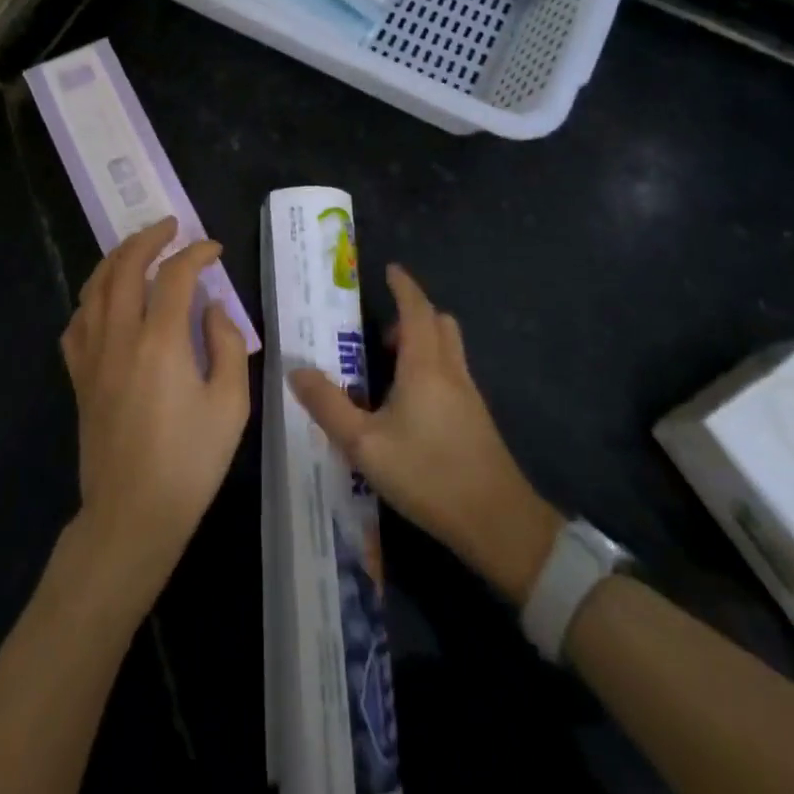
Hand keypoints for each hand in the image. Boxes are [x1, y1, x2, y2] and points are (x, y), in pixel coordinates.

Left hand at [61, 217, 252, 600]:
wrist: (132, 516)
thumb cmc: (190, 463)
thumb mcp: (230, 405)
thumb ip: (227, 345)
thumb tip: (212, 308)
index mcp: (161, 341)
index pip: (175, 275)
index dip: (196, 253)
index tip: (214, 250)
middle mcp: (120, 337)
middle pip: (125, 267)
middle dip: (148, 238)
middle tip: (170, 226)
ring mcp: (93, 356)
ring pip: (94, 287)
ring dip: (116, 258)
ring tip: (137, 248)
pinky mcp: (79, 377)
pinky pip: (77, 322)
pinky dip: (92, 298)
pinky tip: (105, 300)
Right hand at [289, 265, 561, 606]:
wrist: (498, 523)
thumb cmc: (428, 474)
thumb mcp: (364, 444)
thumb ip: (327, 406)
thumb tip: (295, 370)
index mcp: (424, 365)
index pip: (416, 309)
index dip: (404, 286)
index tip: (390, 270)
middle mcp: (450, 370)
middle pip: (438, 323)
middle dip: (412, 314)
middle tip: (380, 331)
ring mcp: (469, 395)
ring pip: (448, 348)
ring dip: (423, 341)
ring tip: (389, 367)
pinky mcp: (476, 419)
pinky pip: (452, 373)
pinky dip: (431, 367)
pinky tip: (410, 404)